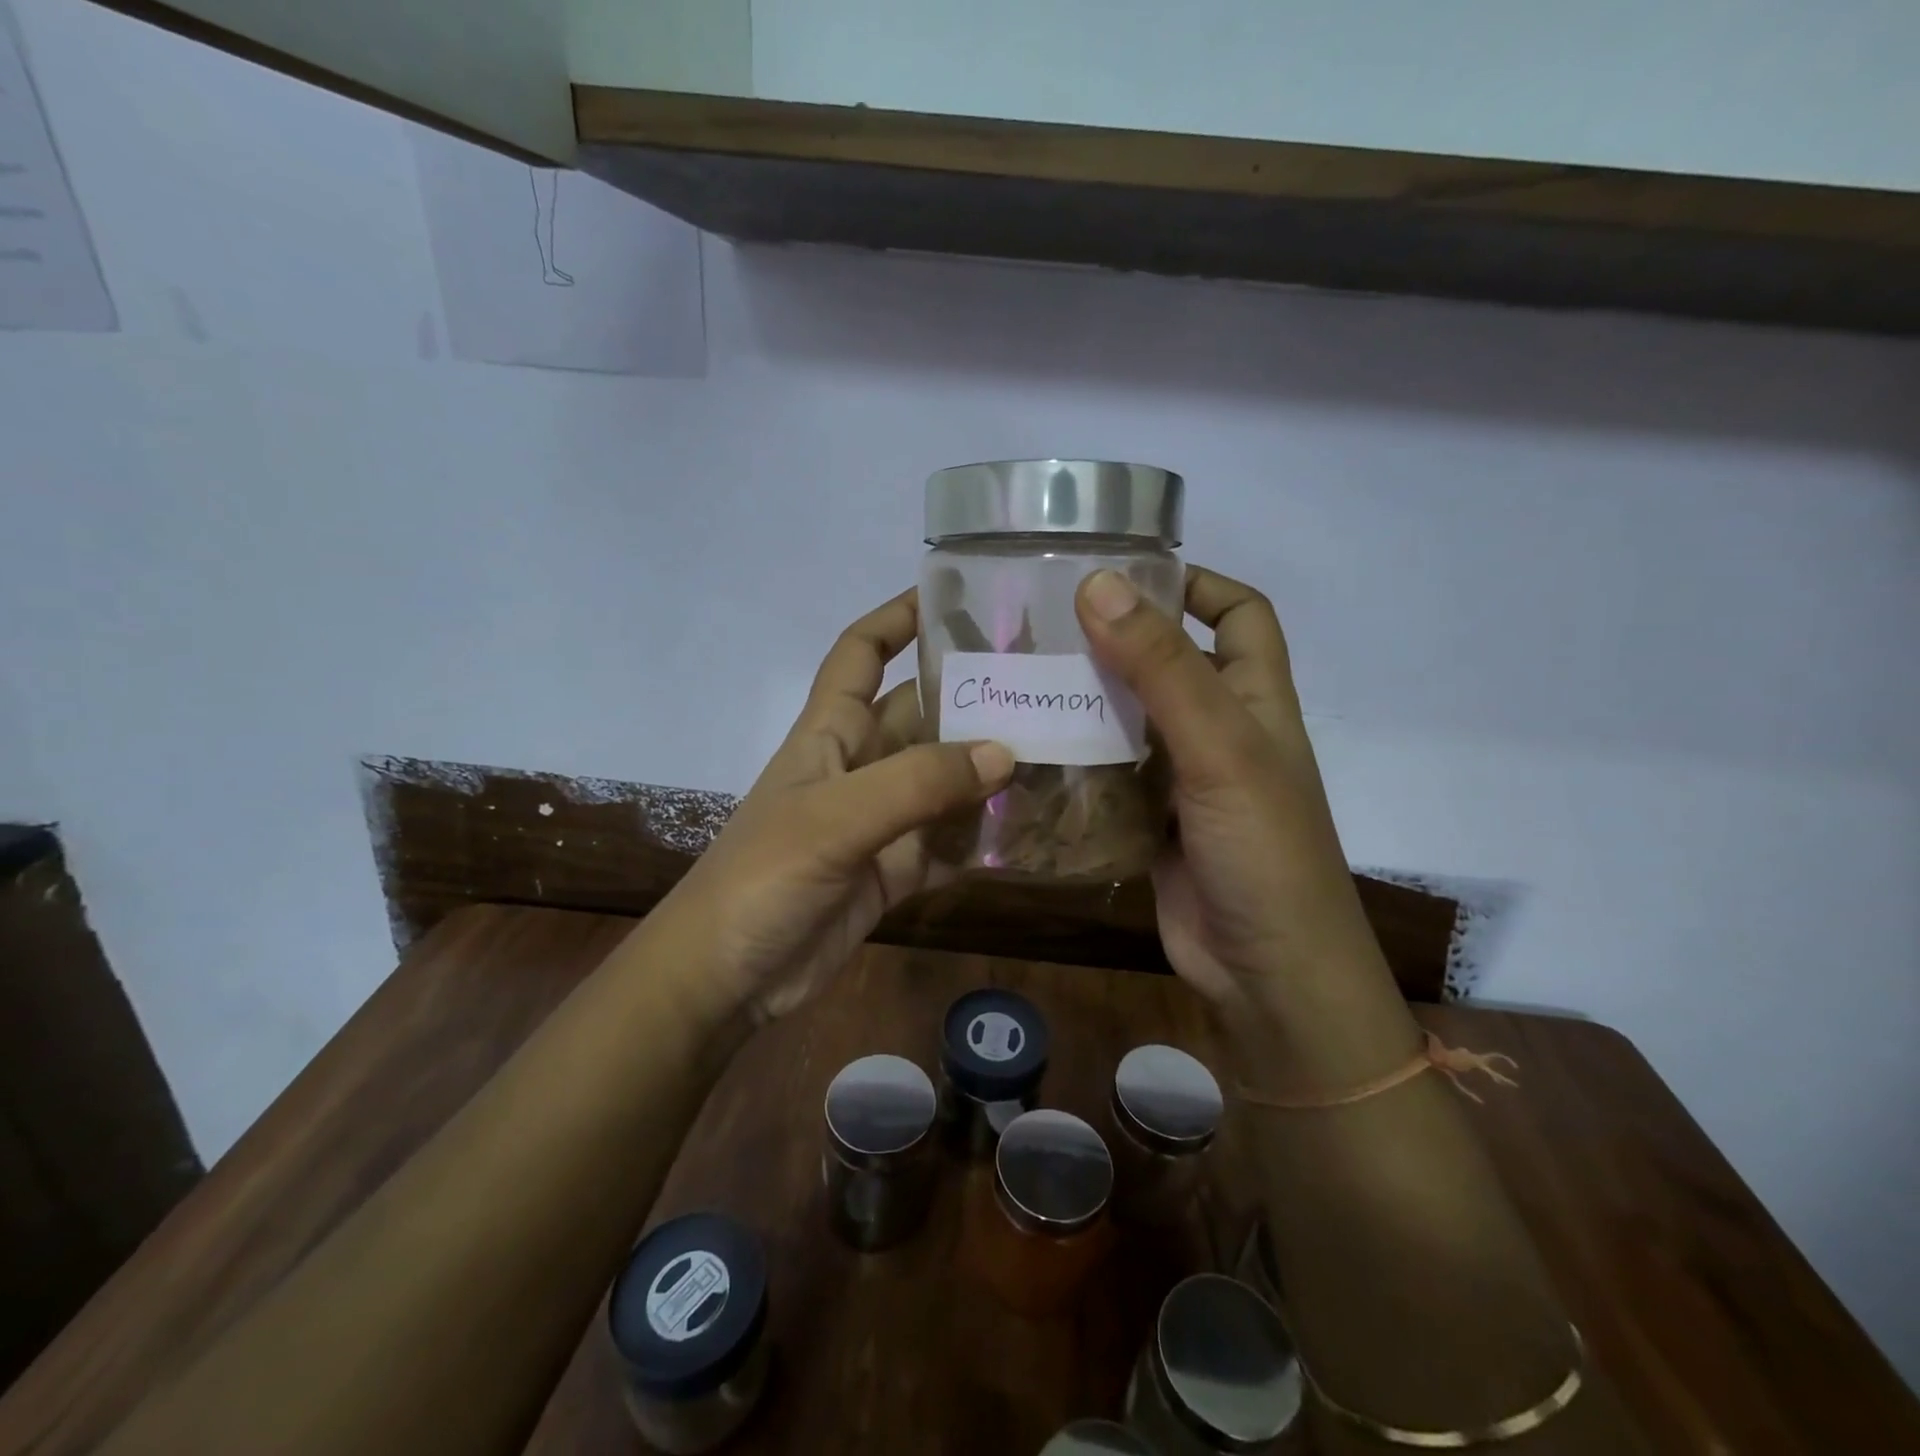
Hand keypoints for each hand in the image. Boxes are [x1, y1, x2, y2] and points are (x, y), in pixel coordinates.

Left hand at [657, 590, 1013, 1024]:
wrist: (726, 978)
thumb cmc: (763, 878)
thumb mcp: (835, 819)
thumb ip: (917, 783)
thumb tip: (1005, 752)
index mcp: (829, 733)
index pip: (860, 653)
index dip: (897, 617)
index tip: (953, 596)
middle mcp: (858, 767)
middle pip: (919, 714)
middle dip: (970, 695)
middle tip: (1043, 681)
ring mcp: (879, 821)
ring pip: (942, 779)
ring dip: (987, 769)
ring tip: (1056, 748)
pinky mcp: (895, 871)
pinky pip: (948, 841)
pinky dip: (982, 835)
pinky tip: (1031, 828)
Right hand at [1077, 566, 1418, 1081]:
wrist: (1266, 976)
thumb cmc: (1262, 851)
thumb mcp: (1219, 748)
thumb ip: (1161, 668)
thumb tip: (1100, 583)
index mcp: (1255, 699)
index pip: (1239, 615)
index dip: (1196, 585)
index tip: (1127, 573)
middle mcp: (1220, 730)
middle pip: (1169, 662)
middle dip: (1116, 639)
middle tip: (1041, 623)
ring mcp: (1182, 779)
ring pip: (1130, 719)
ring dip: (1086, 699)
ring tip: (1019, 675)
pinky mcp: (1147, 820)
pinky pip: (1107, 773)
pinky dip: (1075, 757)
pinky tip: (1027, 745)